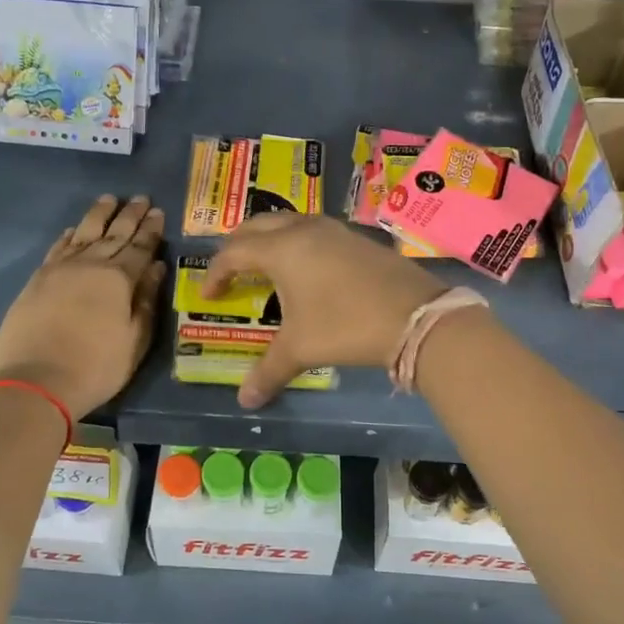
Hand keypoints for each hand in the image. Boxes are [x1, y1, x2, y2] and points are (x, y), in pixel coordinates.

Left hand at [0, 195, 166, 419]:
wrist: (37, 381)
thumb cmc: (97, 366)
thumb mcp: (135, 340)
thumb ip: (146, 300)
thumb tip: (156, 267)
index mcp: (119, 279)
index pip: (140, 247)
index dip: (151, 229)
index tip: (158, 212)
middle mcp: (91, 265)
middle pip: (114, 234)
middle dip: (130, 215)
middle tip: (141, 198)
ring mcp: (60, 269)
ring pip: (84, 233)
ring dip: (99, 215)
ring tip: (109, 199)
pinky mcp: (38, 279)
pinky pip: (58, 248)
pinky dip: (69, 235)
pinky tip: (75, 229)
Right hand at [202, 214, 447, 407]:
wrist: (415, 316)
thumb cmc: (346, 325)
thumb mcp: (302, 348)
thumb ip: (268, 371)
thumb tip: (245, 401)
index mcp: (281, 249)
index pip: (234, 252)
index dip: (215, 273)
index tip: (208, 297)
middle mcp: (303, 229)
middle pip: (257, 226)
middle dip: (237, 246)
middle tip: (230, 272)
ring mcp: (333, 229)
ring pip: (288, 222)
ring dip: (269, 239)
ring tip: (264, 268)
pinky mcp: (356, 238)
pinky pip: (313, 231)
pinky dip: (296, 242)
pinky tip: (306, 270)